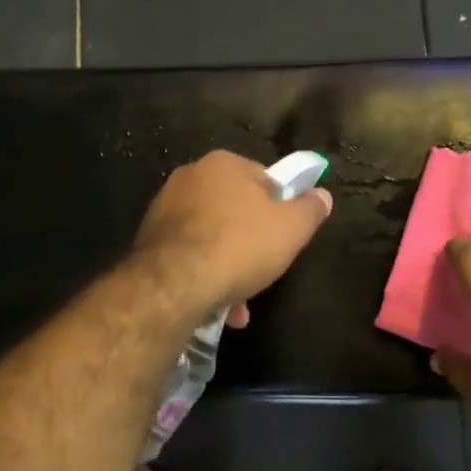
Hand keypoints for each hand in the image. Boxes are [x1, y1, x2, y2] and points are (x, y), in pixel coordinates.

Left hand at [132, 151, 332, 314]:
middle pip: (235, 210)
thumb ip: (310, 209)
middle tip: (265, 271)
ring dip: (228, 268)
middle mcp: (189, 177)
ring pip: (211, 238)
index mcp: (224, 164)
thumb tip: (322, 195)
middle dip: (252, 243)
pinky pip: (188, 256)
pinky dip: (204, 276)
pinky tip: (215, 306)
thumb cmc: (240, 246)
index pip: (263, 179)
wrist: (175, 283)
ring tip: (239, 305)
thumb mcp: (291, 229)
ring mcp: (164, 208)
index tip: (286, 237)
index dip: (280, 209)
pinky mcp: (148, 240)